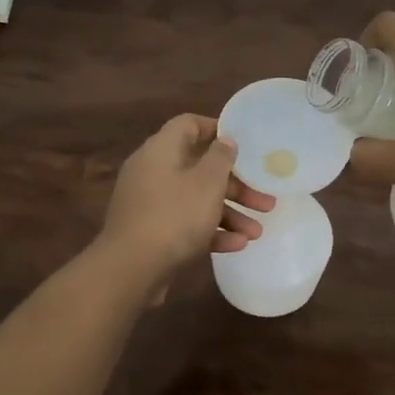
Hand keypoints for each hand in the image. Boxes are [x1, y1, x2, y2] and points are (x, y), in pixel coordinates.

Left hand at [97, 115, 278, 278]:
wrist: (130, 269)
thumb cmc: (174, 216)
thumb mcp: (207, 183)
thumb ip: (220, 158)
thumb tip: (224, 140)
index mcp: (161, 149)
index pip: (188, 125)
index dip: (216, 129)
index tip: (243, 143)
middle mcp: (152, 171)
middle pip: (198, 167)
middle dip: (235, 185)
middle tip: (265, 200)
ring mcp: (150, 203)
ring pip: (195, 199)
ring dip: (228, 213)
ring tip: (257, 232)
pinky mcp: (150, 231)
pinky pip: (184, 223)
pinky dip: (210, 231)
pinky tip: (238, 245)